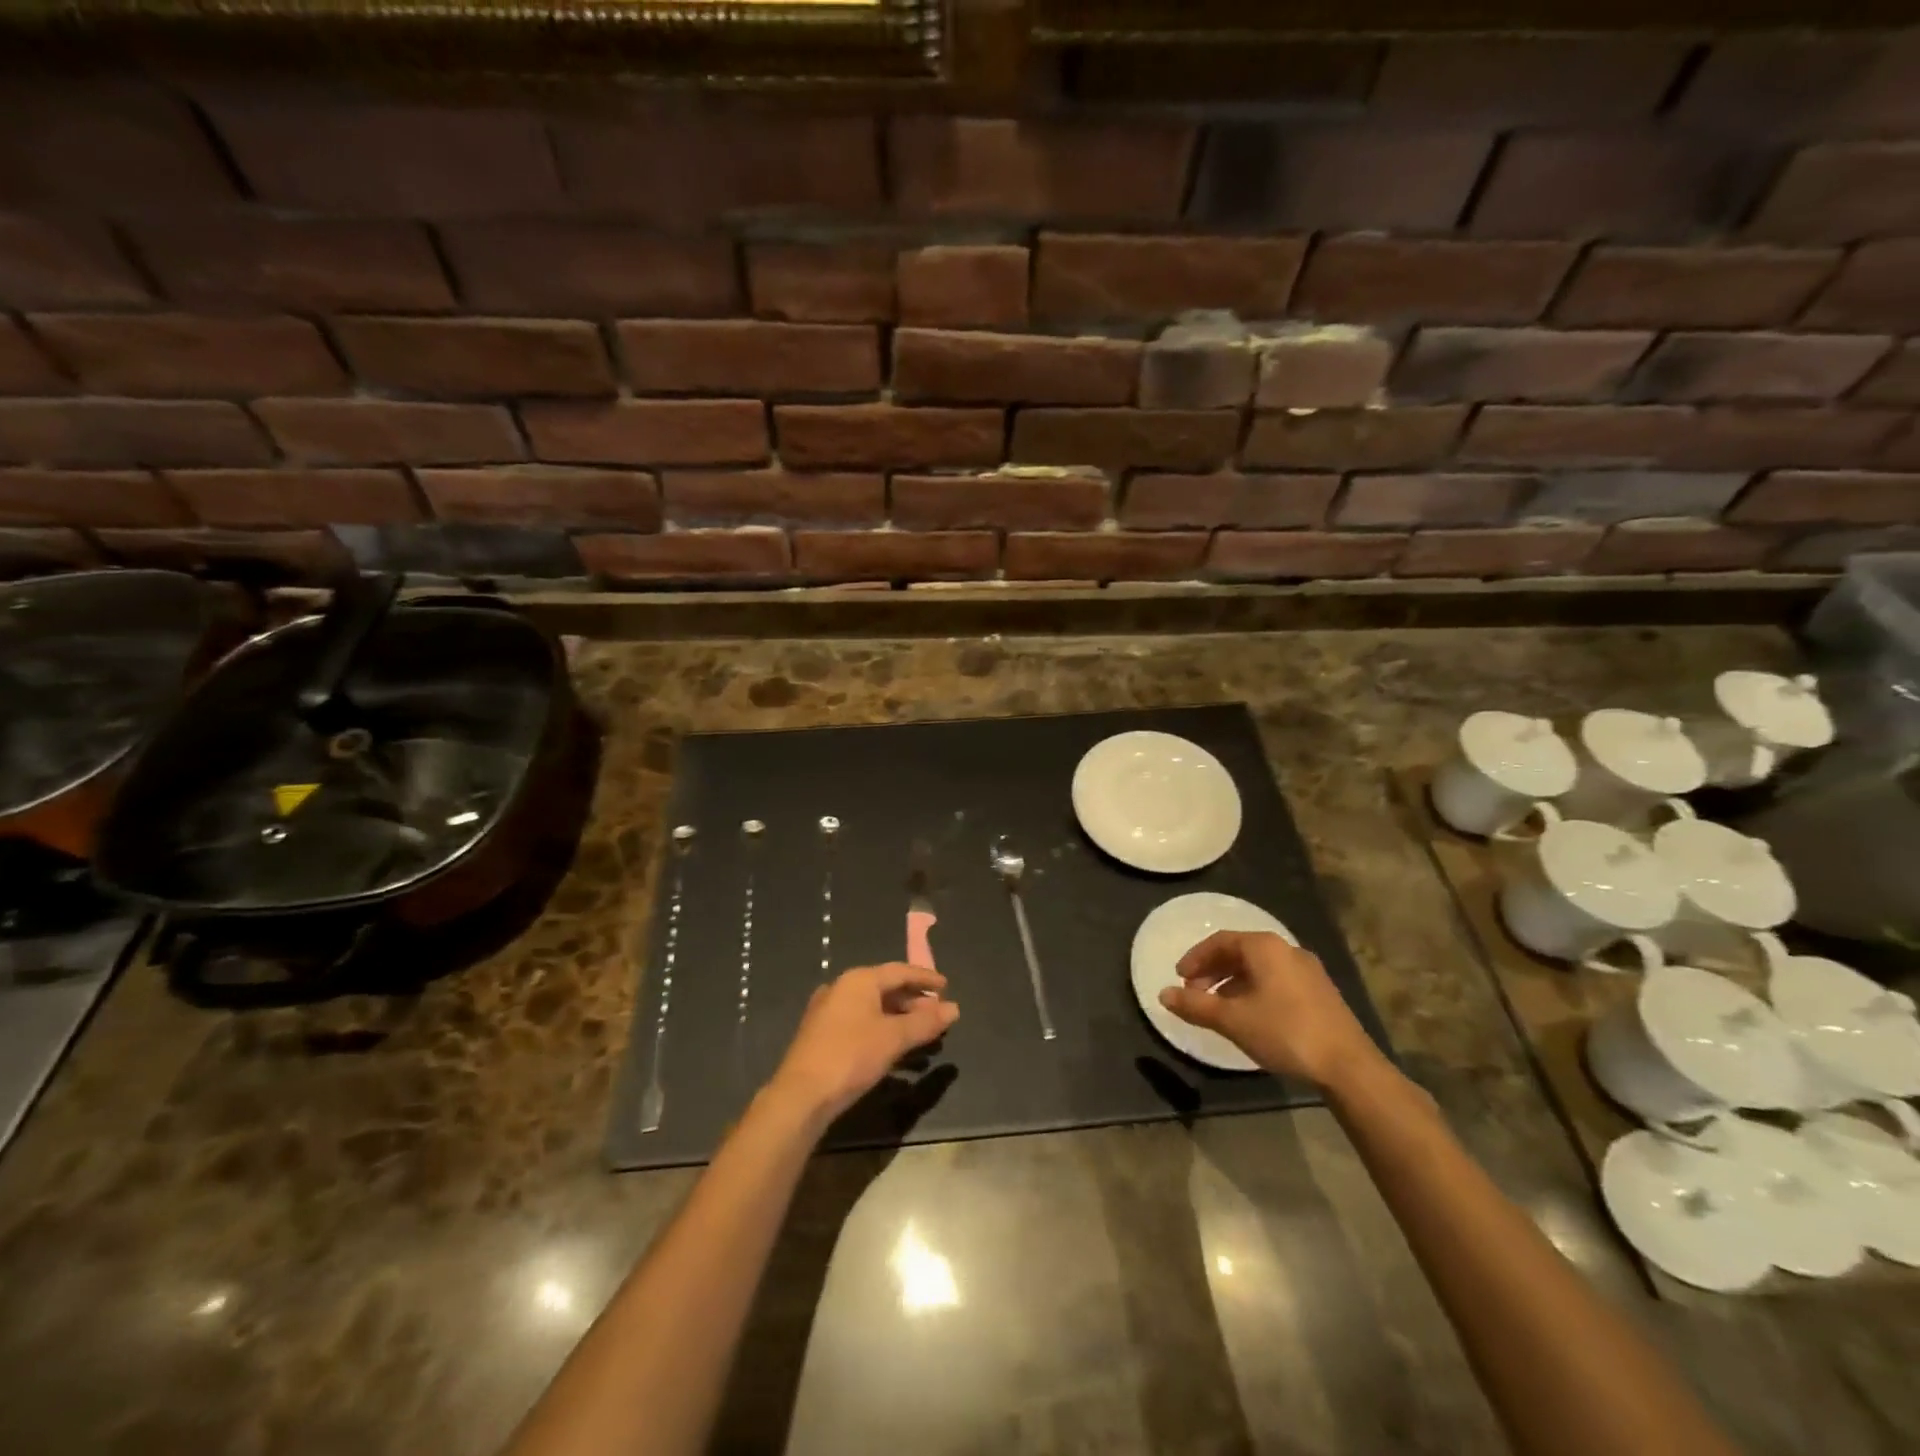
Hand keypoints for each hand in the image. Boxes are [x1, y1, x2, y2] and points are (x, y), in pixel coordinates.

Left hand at [769, 963, 958, 1121]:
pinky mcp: (822, 1036)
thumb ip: (925, 1022)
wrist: (801, 1096)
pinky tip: (897, 1054)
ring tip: (923, 1037)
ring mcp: (829, 1012)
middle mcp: (842, 989)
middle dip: (914, 1002)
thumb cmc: (851, 1056)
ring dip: (900, 1021)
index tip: (946, 987)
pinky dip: (883, 1033)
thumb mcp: (894, 1038)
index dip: (925, 978)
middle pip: (886, 989)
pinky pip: (861, 1025)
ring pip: (873, 1009)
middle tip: (937, 1016)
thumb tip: (954, 1009)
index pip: (899, 971)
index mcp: (859, 980)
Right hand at [1159, 931, 1382, 1088]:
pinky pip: (1277, 980)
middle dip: (1213, 971)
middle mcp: (1287, 949)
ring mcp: (1308, 970)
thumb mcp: (1232, 1019)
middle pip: (1240, 952)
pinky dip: (1254, 990)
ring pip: (1259, 968)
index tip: (1179, 978)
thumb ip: (1195, 1005)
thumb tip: (1163, 994)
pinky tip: (1250, 1016)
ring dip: (1233, 983)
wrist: (1348, 1066)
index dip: (1195, 958)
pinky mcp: (1321, 992)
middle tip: (1195, 993)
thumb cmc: (1284, 1032)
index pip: (1220, 941)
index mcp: (1264, 947)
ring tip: (1219, 1008)